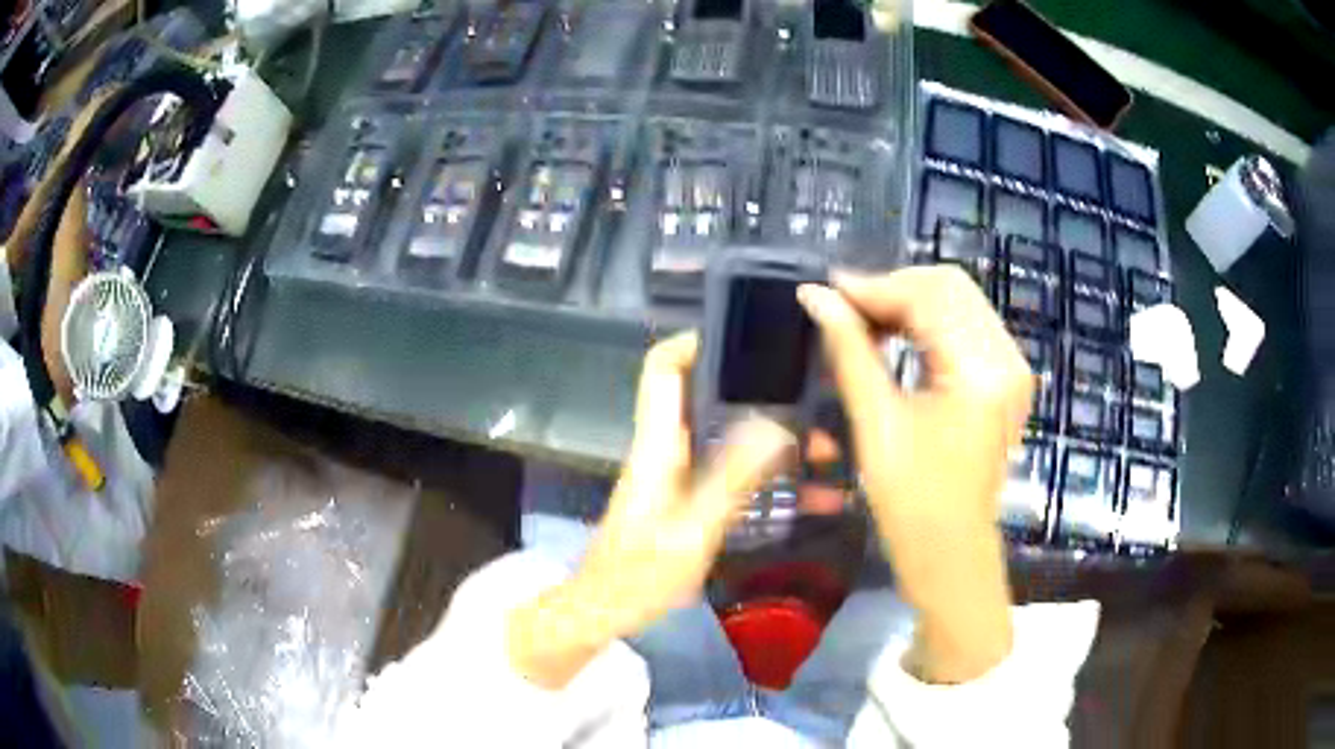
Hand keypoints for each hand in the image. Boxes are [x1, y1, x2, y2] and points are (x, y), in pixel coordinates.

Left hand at [508, 333, 794, 688]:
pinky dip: (772, 480)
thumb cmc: (639, 574)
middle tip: (818, 400)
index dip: (697, 342)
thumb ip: (731, 478)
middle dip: (766, 396)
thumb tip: (774, 424)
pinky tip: (816, 497)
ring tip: (832, 452)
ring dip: (779, 442)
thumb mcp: (691, 530)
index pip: (663, 368)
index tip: (750, 339)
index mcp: (658, 444)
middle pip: (712, 398)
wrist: (605, 613)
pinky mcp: (691, 501)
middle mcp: (669, 449)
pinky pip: (737, 477)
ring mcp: (681, 476)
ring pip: (734, 439)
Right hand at [797, 266, 1032, 683]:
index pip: (928, 296)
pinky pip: (966, 326)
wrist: (951, 554)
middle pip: (949, 287)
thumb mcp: (876, 423)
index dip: (874, 287)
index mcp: (981, 371)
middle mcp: (1007, 358)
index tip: (826, 291)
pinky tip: (895, 337)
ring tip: (863, 324)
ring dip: (909, 304)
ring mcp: (1011, 368)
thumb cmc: (912, 503)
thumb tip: (815, 296)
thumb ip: (849, 350)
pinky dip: (928, 324)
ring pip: (958, 302)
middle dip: (892, 290)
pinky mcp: (1005, 380)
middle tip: (844, 310)